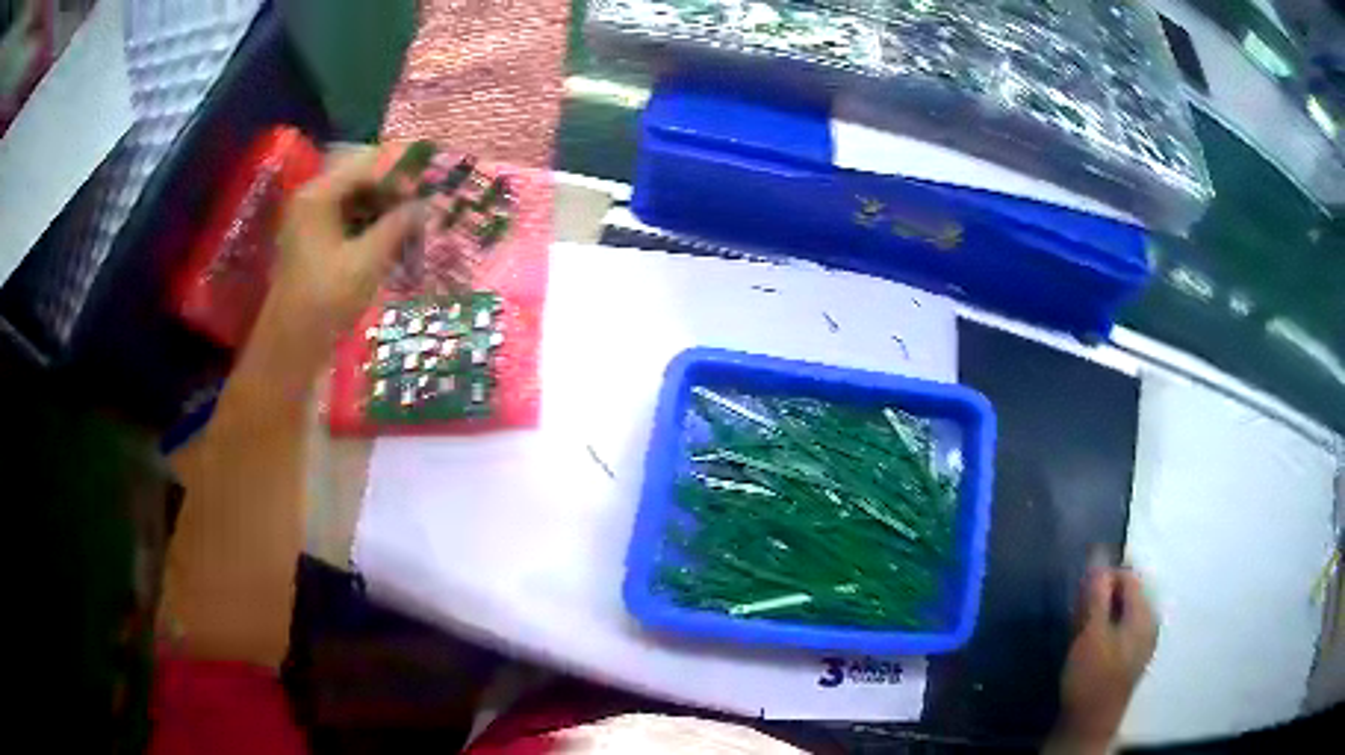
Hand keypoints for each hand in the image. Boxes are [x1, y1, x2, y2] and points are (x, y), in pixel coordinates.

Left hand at [245, 145, 419, 386]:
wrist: (291, 346)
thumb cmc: (326, 300)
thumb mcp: (367, 261)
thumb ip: (397, 225)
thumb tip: (424, 205)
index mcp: (318, 195)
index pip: (366, 164)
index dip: (400, 172)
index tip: (429, 187)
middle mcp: (311, 199)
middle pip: (359, 177)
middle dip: (393, 188)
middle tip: (423, 203)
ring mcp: (310, 220)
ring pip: (354, 198)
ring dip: (384, 206)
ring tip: (412, 221)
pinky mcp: (313, 241)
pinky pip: (347, 218)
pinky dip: (370, 223)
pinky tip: (392, 237)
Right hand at [1052, 567, 1157, 751]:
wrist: (1089, 724)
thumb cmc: (1092, 677)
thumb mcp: (1092, 633)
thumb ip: (1097, 593)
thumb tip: (1099, 553)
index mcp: (1145, 614)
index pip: (1129, 576)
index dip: (1104, 575)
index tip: (1080, 591)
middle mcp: (1148, 622)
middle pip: (1126, 593)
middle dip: (1101, 596)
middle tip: (1077, 613)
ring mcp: (1140, 641)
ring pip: (1120, 612)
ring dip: (1099, 614)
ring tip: (1079, 629)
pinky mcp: (1128, 657)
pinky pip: (1119, 628)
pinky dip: (1102, 628)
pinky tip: (1086, 643)